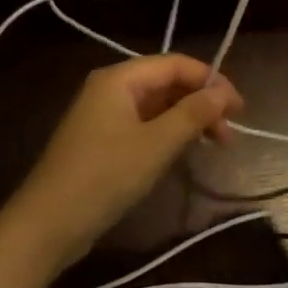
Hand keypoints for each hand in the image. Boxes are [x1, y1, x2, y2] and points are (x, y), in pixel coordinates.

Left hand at [7, 54, 242, 269]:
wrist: (48, 223)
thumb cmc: (105, 176)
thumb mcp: (157, 144)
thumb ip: (193, 114)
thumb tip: (224, 91)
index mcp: (119, 78)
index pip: (175, 64)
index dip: (211, 81)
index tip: (239, 108)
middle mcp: (110, 88)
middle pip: (166, 83)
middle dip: (201, 103)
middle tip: (229, 134)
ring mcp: (103, 115)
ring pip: (157, 106)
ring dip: (187, 120)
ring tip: (215, 145)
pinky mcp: (101, 140)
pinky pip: (143, 125)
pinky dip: (168, 133)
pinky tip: (185, 151)